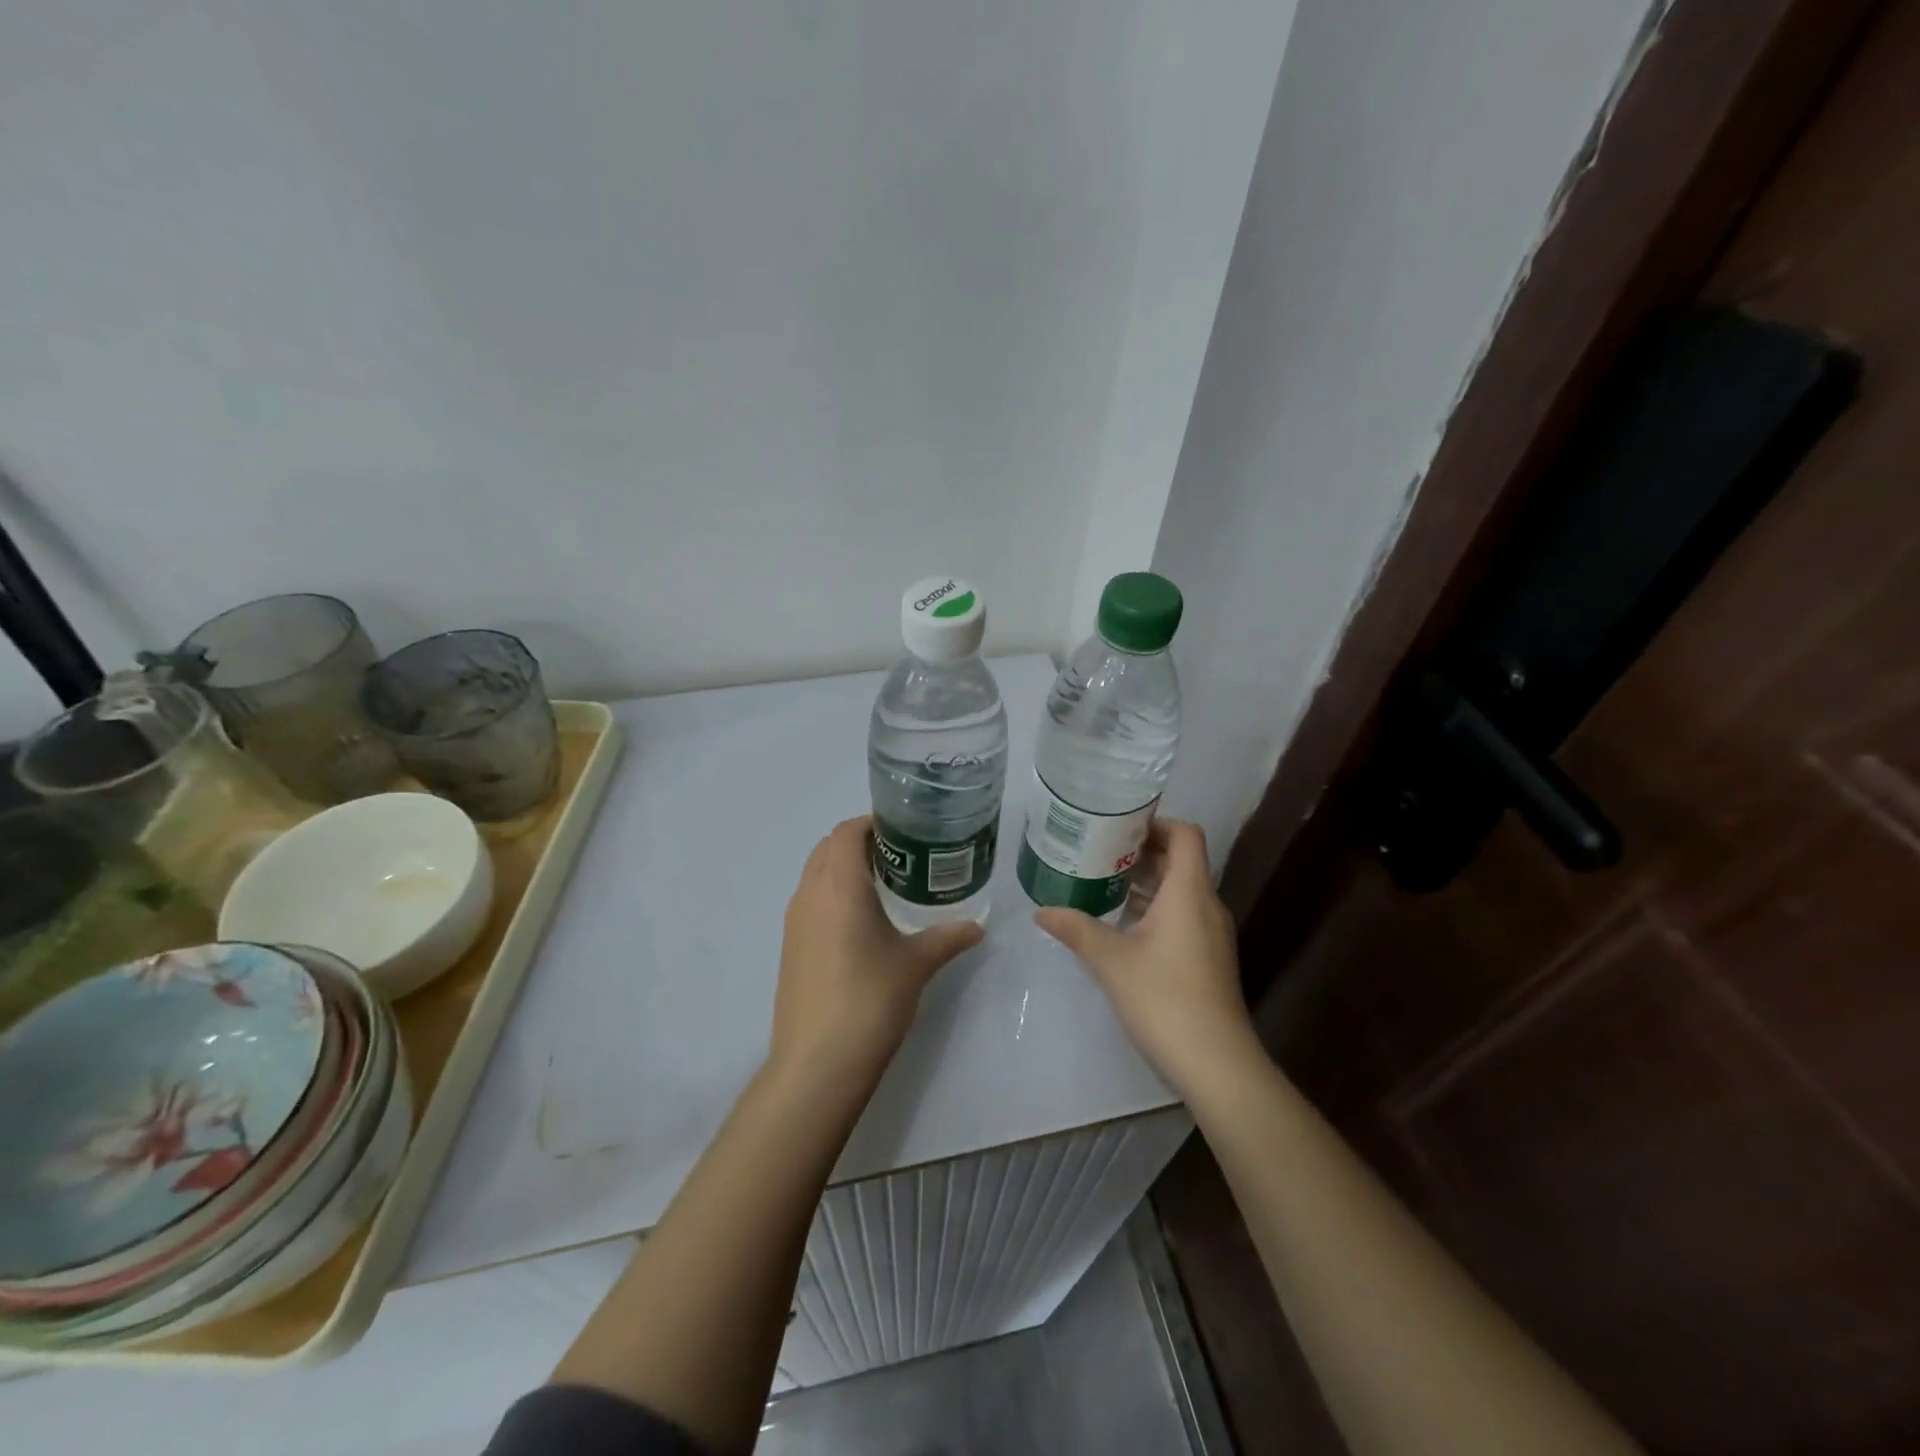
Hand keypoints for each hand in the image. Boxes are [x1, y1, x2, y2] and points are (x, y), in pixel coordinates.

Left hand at [770, 816, 983, 1089]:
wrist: (818, 1063)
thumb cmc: (870, 1000)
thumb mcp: (916, 964)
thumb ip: (948, 938)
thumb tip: (978, 927)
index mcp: (839, 885)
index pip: (847, 832)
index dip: (872, 823)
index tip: (905, 832)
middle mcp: (810, 894)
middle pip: (828, 847)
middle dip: (860, 843)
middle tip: (901, 857)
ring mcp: (794, 921)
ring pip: (816, 874)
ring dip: (844, 869)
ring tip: (885, 887)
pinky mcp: (790, 946)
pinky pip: (811, 901)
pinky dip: (833, 894)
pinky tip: (862, 923)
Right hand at [1034, 819, 1259, 1099]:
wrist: (1216, 1063)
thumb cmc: (1163, 998)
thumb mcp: (1111, 960)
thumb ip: (1076, 928)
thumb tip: (1041, 911)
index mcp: (1189, 892)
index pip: (1185, 834)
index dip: (1156, 823)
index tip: (1118, 826)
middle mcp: (1207, 905)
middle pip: (1181, 860)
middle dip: (1142, 852)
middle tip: (1099, 851)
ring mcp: (1212, 934)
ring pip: (1181, 890)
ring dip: (1147, 882)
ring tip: (1103, 882)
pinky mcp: (1209, 959)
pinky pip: (1183, 915)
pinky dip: (1156, 908)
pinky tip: (1122, 925)